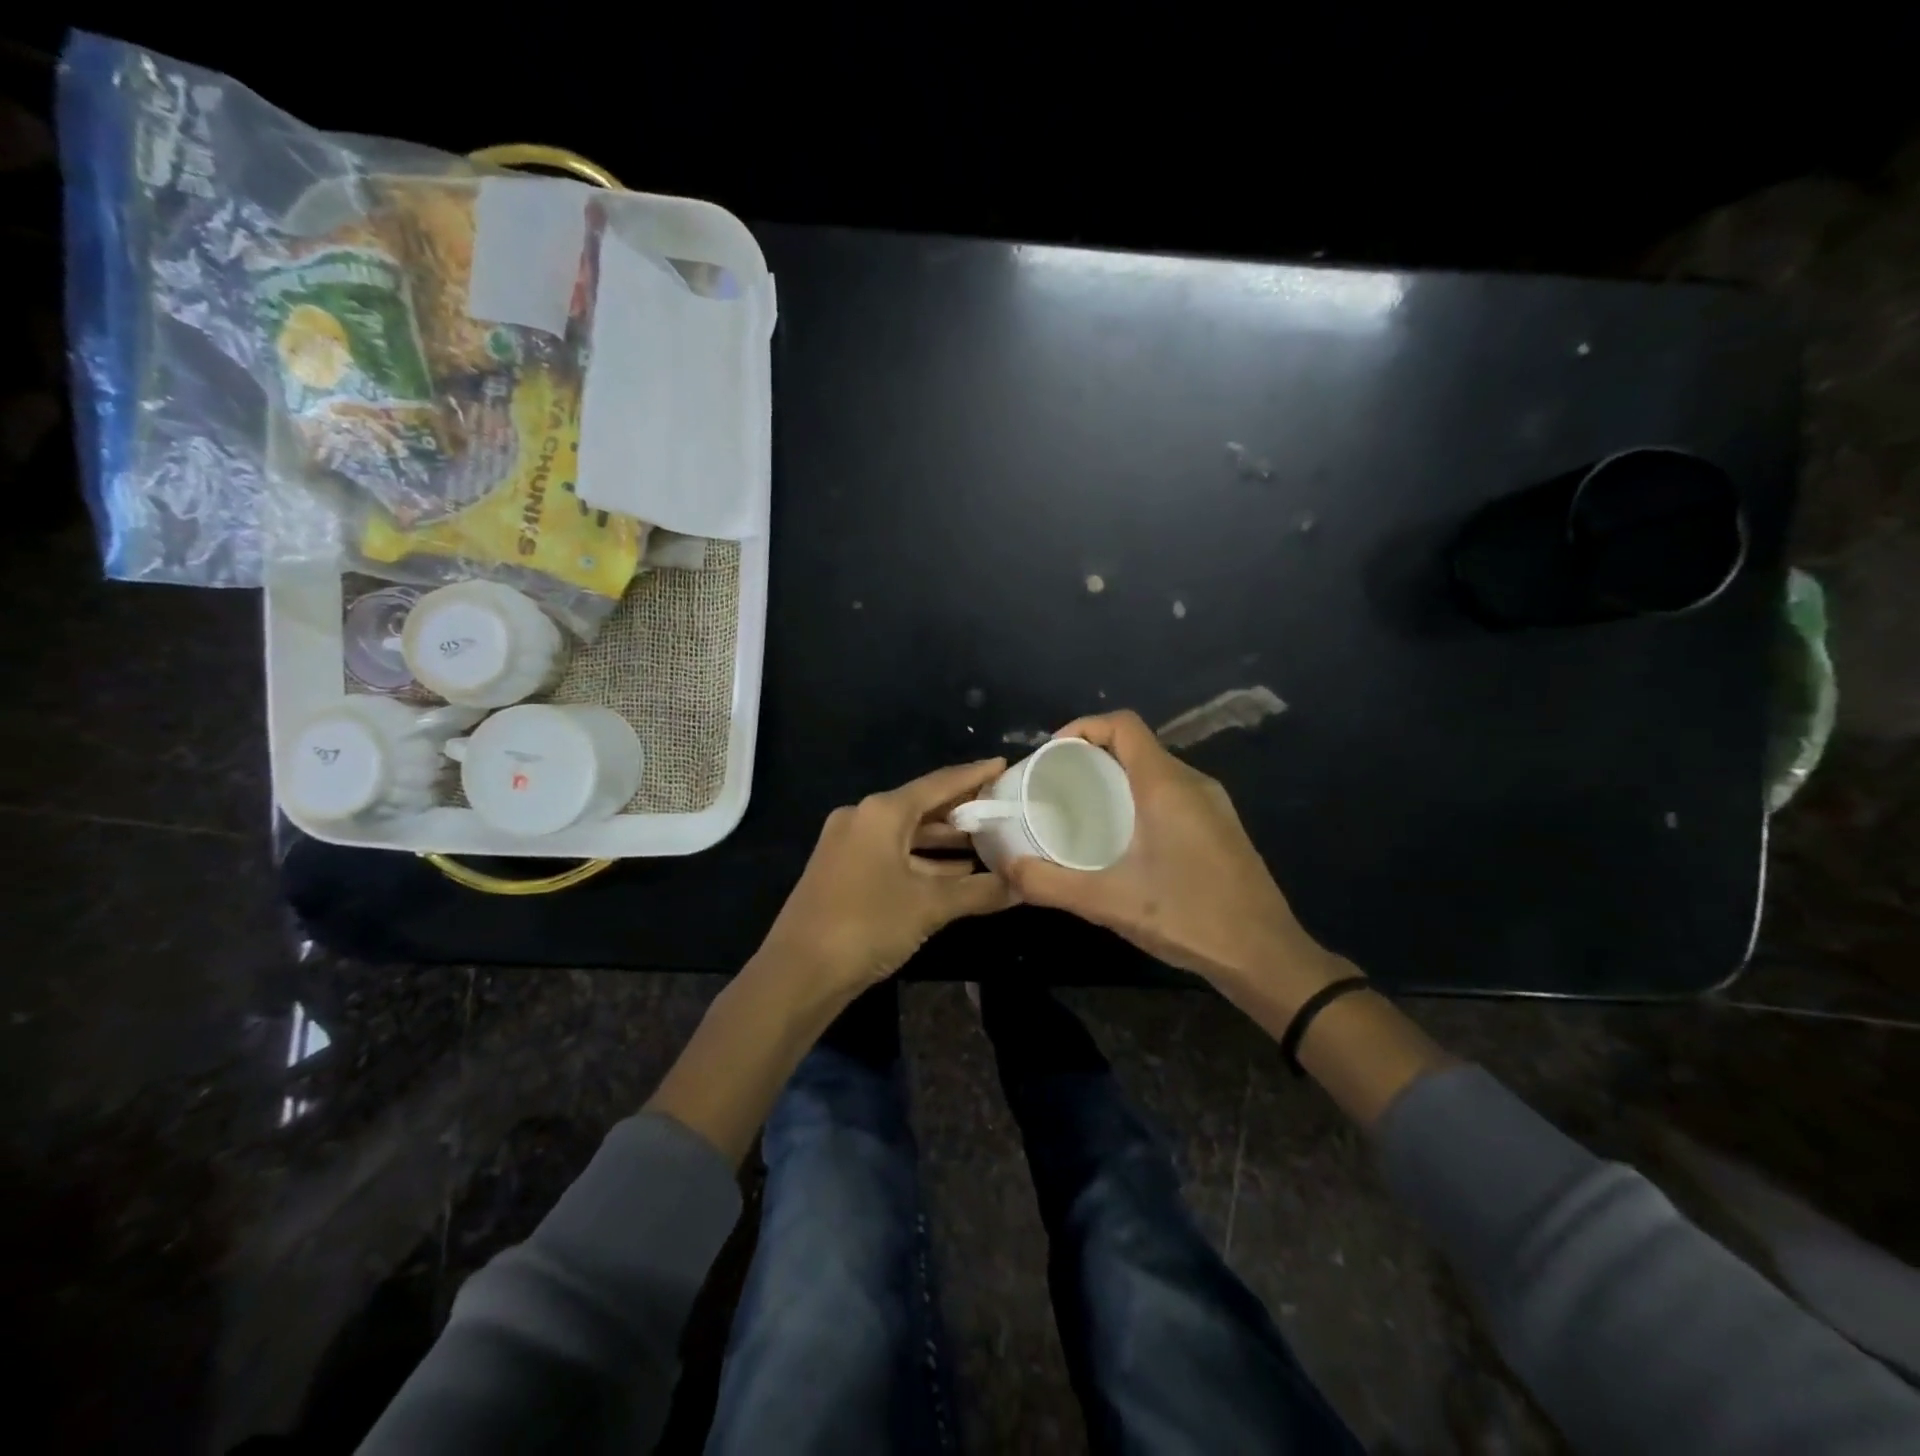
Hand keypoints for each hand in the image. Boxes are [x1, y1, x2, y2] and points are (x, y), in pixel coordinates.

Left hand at [760, 758, 1017, 996]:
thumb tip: (1025, 885)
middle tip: (1003, 809)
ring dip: (945, 841)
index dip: (974, 775)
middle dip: (963, 811)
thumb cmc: (867, 924)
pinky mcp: (844, 871)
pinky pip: (893, 854)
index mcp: (882, 812)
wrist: (799, 973)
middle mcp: (863, 818)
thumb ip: (980, 891)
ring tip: (989, 842)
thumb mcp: (930, 906)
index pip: (939, 783)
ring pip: (907, 834)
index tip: (1004, 765)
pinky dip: (924, 861)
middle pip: (923, 806)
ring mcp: (850, 845)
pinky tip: (955, 874)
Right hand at [1004, 711, 1343, 1002]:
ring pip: (1156, 770)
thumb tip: (1007, 868)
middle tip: (1057, 785)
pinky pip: (1173, 792)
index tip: (1052, 755)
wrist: (1265, 955)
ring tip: (1083, 809)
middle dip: (1093, 754)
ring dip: (1117, 777)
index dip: (1083, 727)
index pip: (1124, 724)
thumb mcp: (1108, 902)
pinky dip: (1140, 796)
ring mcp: (1213, 804)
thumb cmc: (1187, 917)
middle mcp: (1193, 783)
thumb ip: (1051, 884)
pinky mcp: (1221, 826)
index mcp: (1166, 785)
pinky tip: (1124, 837)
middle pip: (1137, 744)